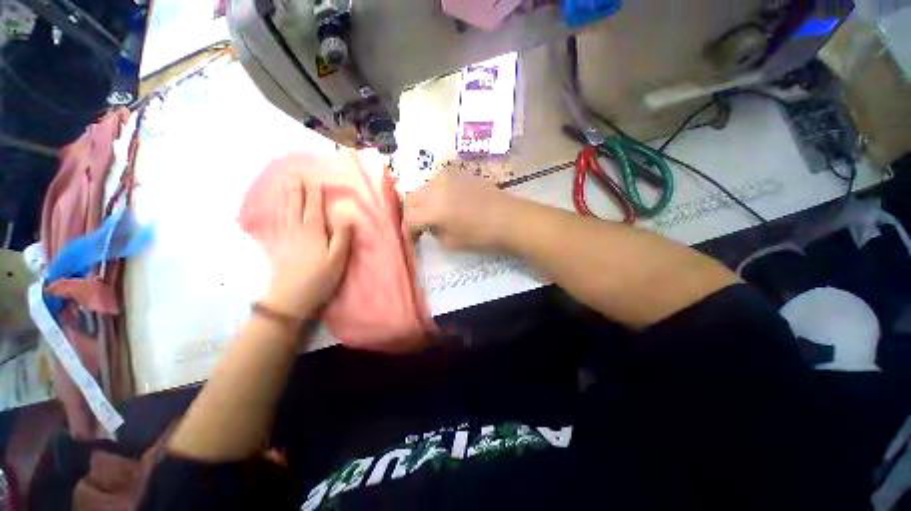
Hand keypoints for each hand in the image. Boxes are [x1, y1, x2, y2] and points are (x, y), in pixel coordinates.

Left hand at [262, 183, 351, 316]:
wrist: (290, 299)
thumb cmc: (320, 279)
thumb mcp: (338, 259)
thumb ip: (342, 237)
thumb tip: (346, 217)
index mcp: (313, 233)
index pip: (314, 208)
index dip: (314, 193)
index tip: (313, 178)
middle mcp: (297, 231)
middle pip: (296, 205)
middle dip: (296, 189)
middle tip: (294, 173)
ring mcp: (285, 238)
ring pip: (285, 212)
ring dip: (285, 196)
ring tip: (285, 184)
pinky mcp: (278, 247)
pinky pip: (277, 223)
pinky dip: (277, 212)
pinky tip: (277, 210)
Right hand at [404, 172, 516, 250]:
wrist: (509, 218)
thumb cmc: (481, 235)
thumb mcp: (450, 242)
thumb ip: (433, 231)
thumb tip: (429, 225)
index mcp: (433, 208)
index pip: (409, 218)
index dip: (407, 231)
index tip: (412, 240)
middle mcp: (435, 187)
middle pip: (410, 199)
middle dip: (410, 214)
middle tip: (418, 227)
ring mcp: (447, 176)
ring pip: (422, 188)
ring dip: (421, 202)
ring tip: (431, 215)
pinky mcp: (457, 173)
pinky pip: (437, 183)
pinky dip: (434, 194)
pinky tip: (444, 204)